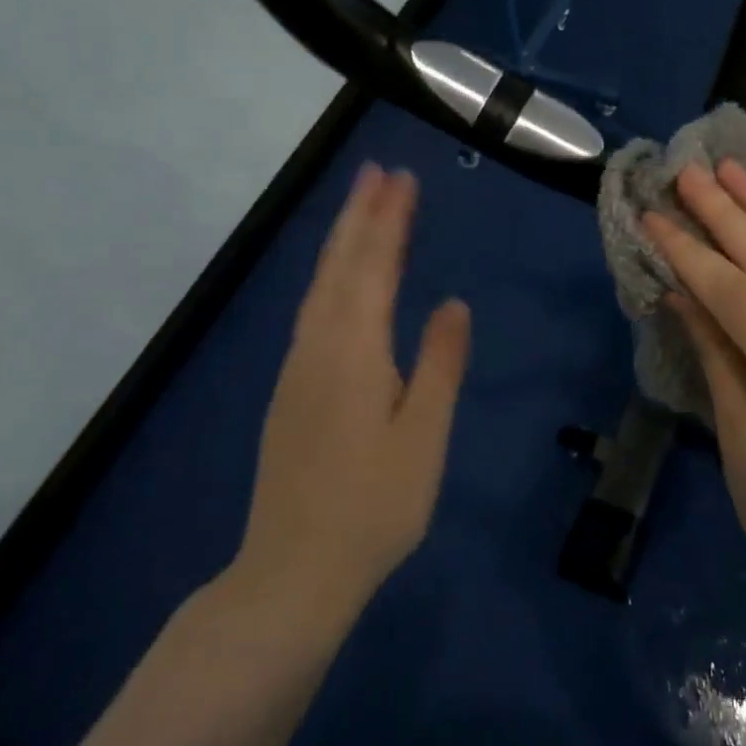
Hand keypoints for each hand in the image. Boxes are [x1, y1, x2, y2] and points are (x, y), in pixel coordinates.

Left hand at [221, 164, 470, 625]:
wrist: (292, 573)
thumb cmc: (372, 507)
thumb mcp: (423, 438)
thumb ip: (440, 364)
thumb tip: (454, 302)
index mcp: (354, 351)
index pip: (374, 267)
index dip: (389, 220)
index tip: (402, 178)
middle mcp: (319, 345)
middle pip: (340, 265)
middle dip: (360, 214)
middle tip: (378, 171)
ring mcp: (299, 366)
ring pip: (321, 285)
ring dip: (343, 239)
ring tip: (362, 204)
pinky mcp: (292, 388)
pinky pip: (314, 308)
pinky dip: (331, 274)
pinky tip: (340, 276)